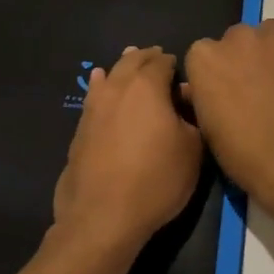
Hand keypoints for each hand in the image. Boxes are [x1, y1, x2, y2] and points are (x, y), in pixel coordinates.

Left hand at [52, 46, 203, 254]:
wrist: (103, 215)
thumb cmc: (157, 180)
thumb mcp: (193, 150)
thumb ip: (192, 118)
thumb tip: (185, 98)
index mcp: (147, 86)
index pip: (163, 62)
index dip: (174, 64)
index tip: (182, 72)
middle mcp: (117, 87)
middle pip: (132, 62)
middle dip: (147, 58)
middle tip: (158, 58)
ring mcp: (94, 107)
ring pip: (110, 75)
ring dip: (122, 68)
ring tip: (130, 61)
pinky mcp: (80, 128)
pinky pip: (94, 95)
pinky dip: (101, 85)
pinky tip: (100, 83)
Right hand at [183, 20, 273, 219]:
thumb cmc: (243, 153)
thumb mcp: (208, 129)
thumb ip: (200, 98)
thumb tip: (197, 90)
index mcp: (204, 58)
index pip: (203, 54)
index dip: (214, 74)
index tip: (222, 94)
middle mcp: (237, 39)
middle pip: (237, 39)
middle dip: (242, 58)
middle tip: (253, 89)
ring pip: (270, 34)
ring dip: (271, 52)